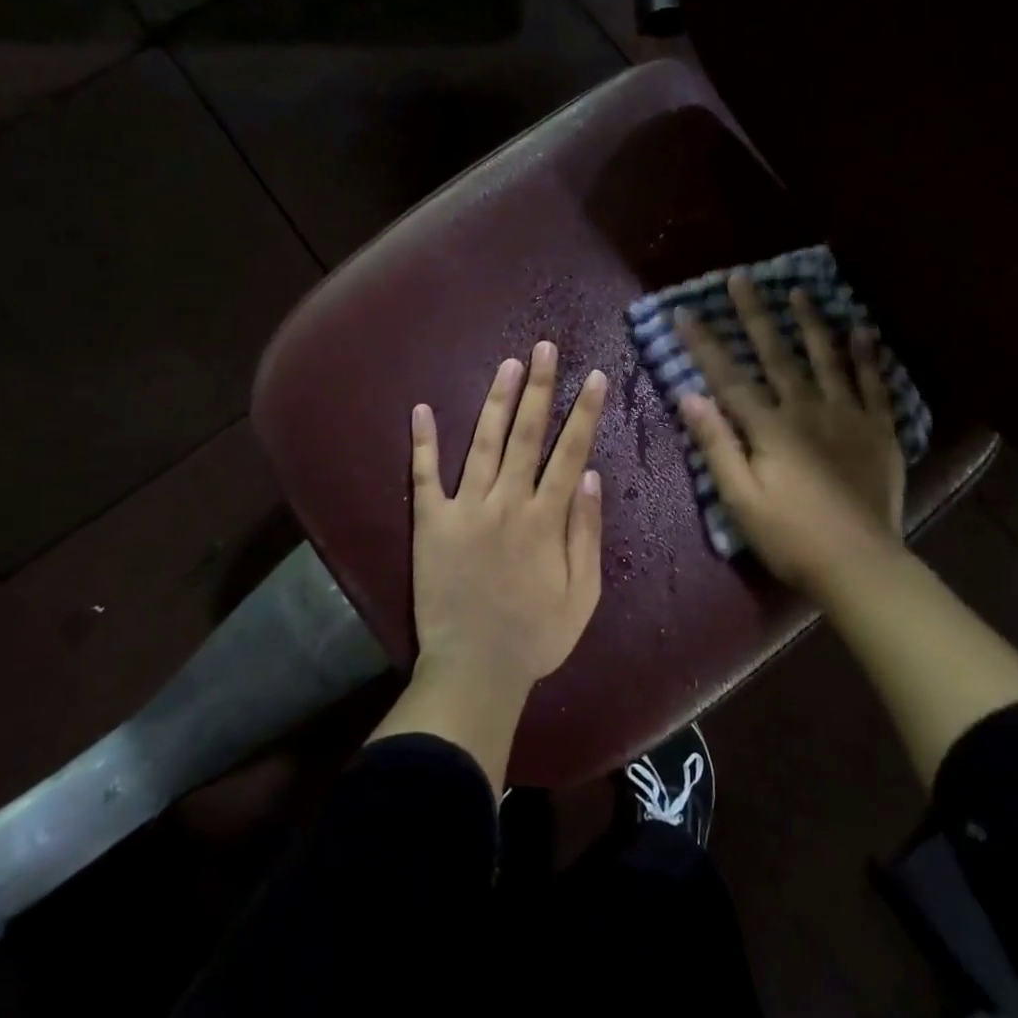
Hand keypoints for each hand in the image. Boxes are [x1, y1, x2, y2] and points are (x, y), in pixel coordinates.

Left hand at [409, 341, 608, 695]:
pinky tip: (422, 410)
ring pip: (484, 443)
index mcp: (546, 520)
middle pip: (527, 435)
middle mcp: (506, 503)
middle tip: (545, 347)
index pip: (570, 453)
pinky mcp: (430, 523)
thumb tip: (591, 477)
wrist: (474, 670)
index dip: (585, 413)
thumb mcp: (582, 595)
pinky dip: (423, 443)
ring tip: (508, 365)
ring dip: (497, 401)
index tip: (595, 378)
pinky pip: (425, 476)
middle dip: (540, 388)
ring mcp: (465, 509)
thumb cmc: (535, 637)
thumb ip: (587, 534)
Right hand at [676, 274, 906, 595]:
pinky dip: (867, 356)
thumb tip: (689, 396)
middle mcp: (807, 410)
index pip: (728, 377)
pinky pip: (874, 384)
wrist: (859, 565)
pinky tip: (862, 331)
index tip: (685, 312)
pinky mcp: (878, 430)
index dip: (704, 343)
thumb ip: (716, 446)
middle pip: (776, 354)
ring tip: (799, 291)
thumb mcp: (740, 500)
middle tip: (741, 278)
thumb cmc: (790, 537)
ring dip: (810, 323)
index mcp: (770, 428)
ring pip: (826, 358)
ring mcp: (847, 416)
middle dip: (755, 315)